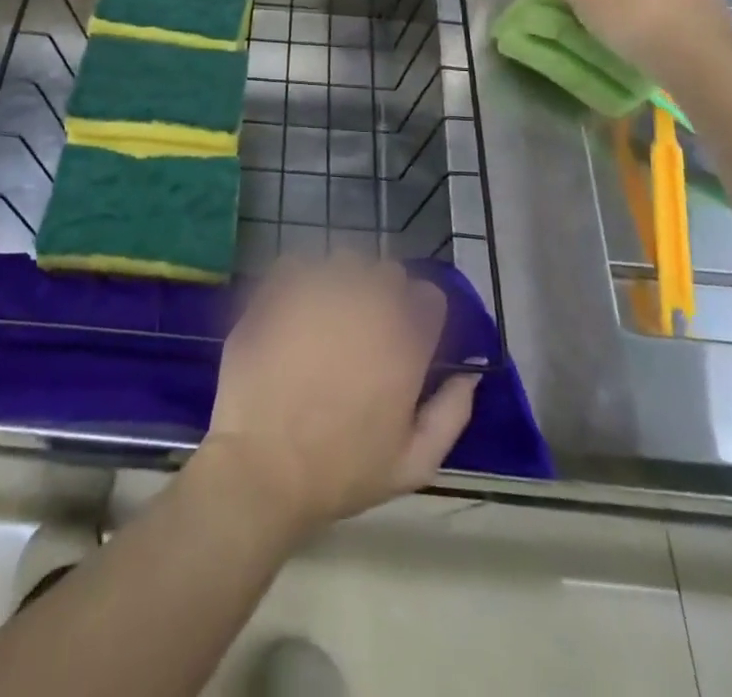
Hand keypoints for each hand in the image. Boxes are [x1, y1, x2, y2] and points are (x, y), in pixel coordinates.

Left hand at [199, 257, 477, 540]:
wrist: (262, 465)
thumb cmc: (340, 471)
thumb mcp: (413, 464)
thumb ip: (451, 413)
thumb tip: (469, 374)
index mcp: (405, 341)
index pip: (430, 296)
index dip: (421, 313)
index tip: (409, 333)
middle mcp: (367, 304)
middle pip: (388, 272)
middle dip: (384, 292)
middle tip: (366, 326)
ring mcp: (320, 290)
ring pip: (345, 260)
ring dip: (345, 280)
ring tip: (329, 312)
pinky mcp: (279, 288)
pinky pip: (299, 263)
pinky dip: (302, 277)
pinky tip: (295, 306)